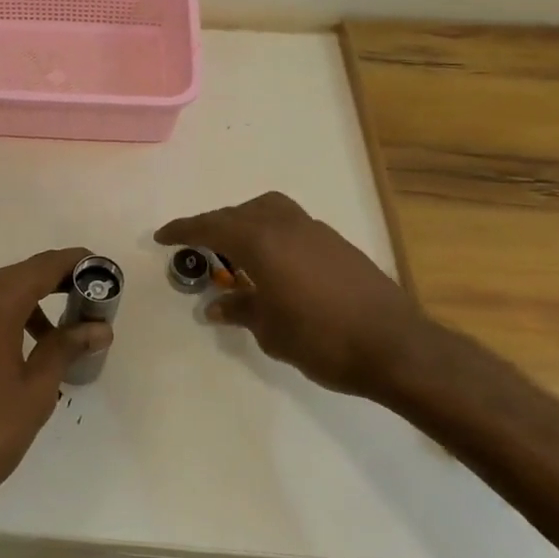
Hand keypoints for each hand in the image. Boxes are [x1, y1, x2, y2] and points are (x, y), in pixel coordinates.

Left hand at [0, 247, 111, 524]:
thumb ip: (66, 347)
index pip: (41, 267)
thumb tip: (98, 328)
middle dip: (48, 286)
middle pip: (12, 278)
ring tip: (43, 341)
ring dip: (17, 307)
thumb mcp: (36, 391)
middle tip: (80, 305)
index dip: (73, 263)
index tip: (99, 269)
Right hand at [155, 192, 435, 399]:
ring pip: (267, 210)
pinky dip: (270, 233)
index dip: (183, 230)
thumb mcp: (270, 330)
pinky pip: (289, 224)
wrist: (396, 346)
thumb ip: (241, 309)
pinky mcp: (336, 242)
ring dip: (244, 223)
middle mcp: (284, 225)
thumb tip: (217, 305)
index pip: (210, 227)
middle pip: (237, 213)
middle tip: (196, 246)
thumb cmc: (322, 340)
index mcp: (260, 241)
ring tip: (235, 251)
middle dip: (213, 226)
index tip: (162, 236)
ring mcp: (314, 230)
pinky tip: (274, 263)